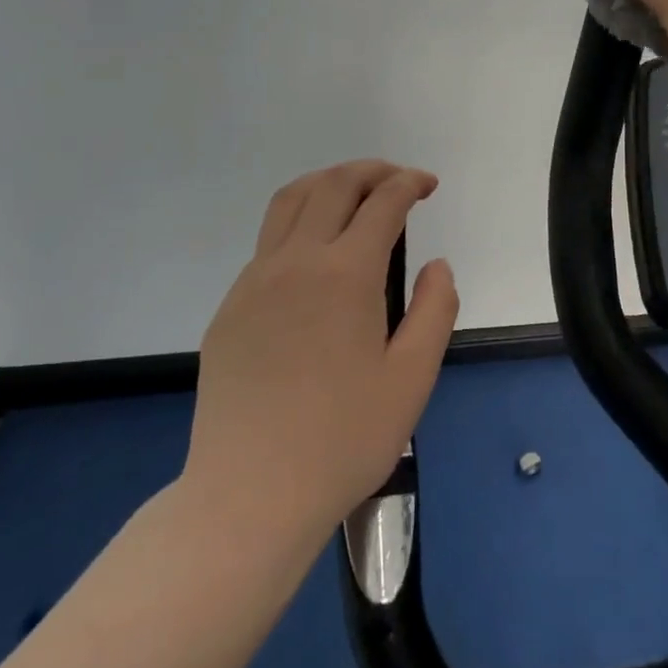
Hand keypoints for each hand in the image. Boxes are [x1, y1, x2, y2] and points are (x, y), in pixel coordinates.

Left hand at [181, 160, 458, 540]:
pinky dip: (299, 221)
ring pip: (290, 201)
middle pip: (334, 185)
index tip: (427, 185)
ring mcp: (255, 281)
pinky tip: (315, 255)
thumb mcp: (413, 378)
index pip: (382, 203)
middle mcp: (296, 262)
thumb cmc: (344, 439)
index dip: (409, 184)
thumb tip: (436, 265)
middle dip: (372, 171)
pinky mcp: (230, 307)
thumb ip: (435, 309)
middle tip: (398, 180)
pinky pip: (268, 241)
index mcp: (345, 274)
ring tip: (354, 193)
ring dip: (328, 182)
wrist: (250, 496)